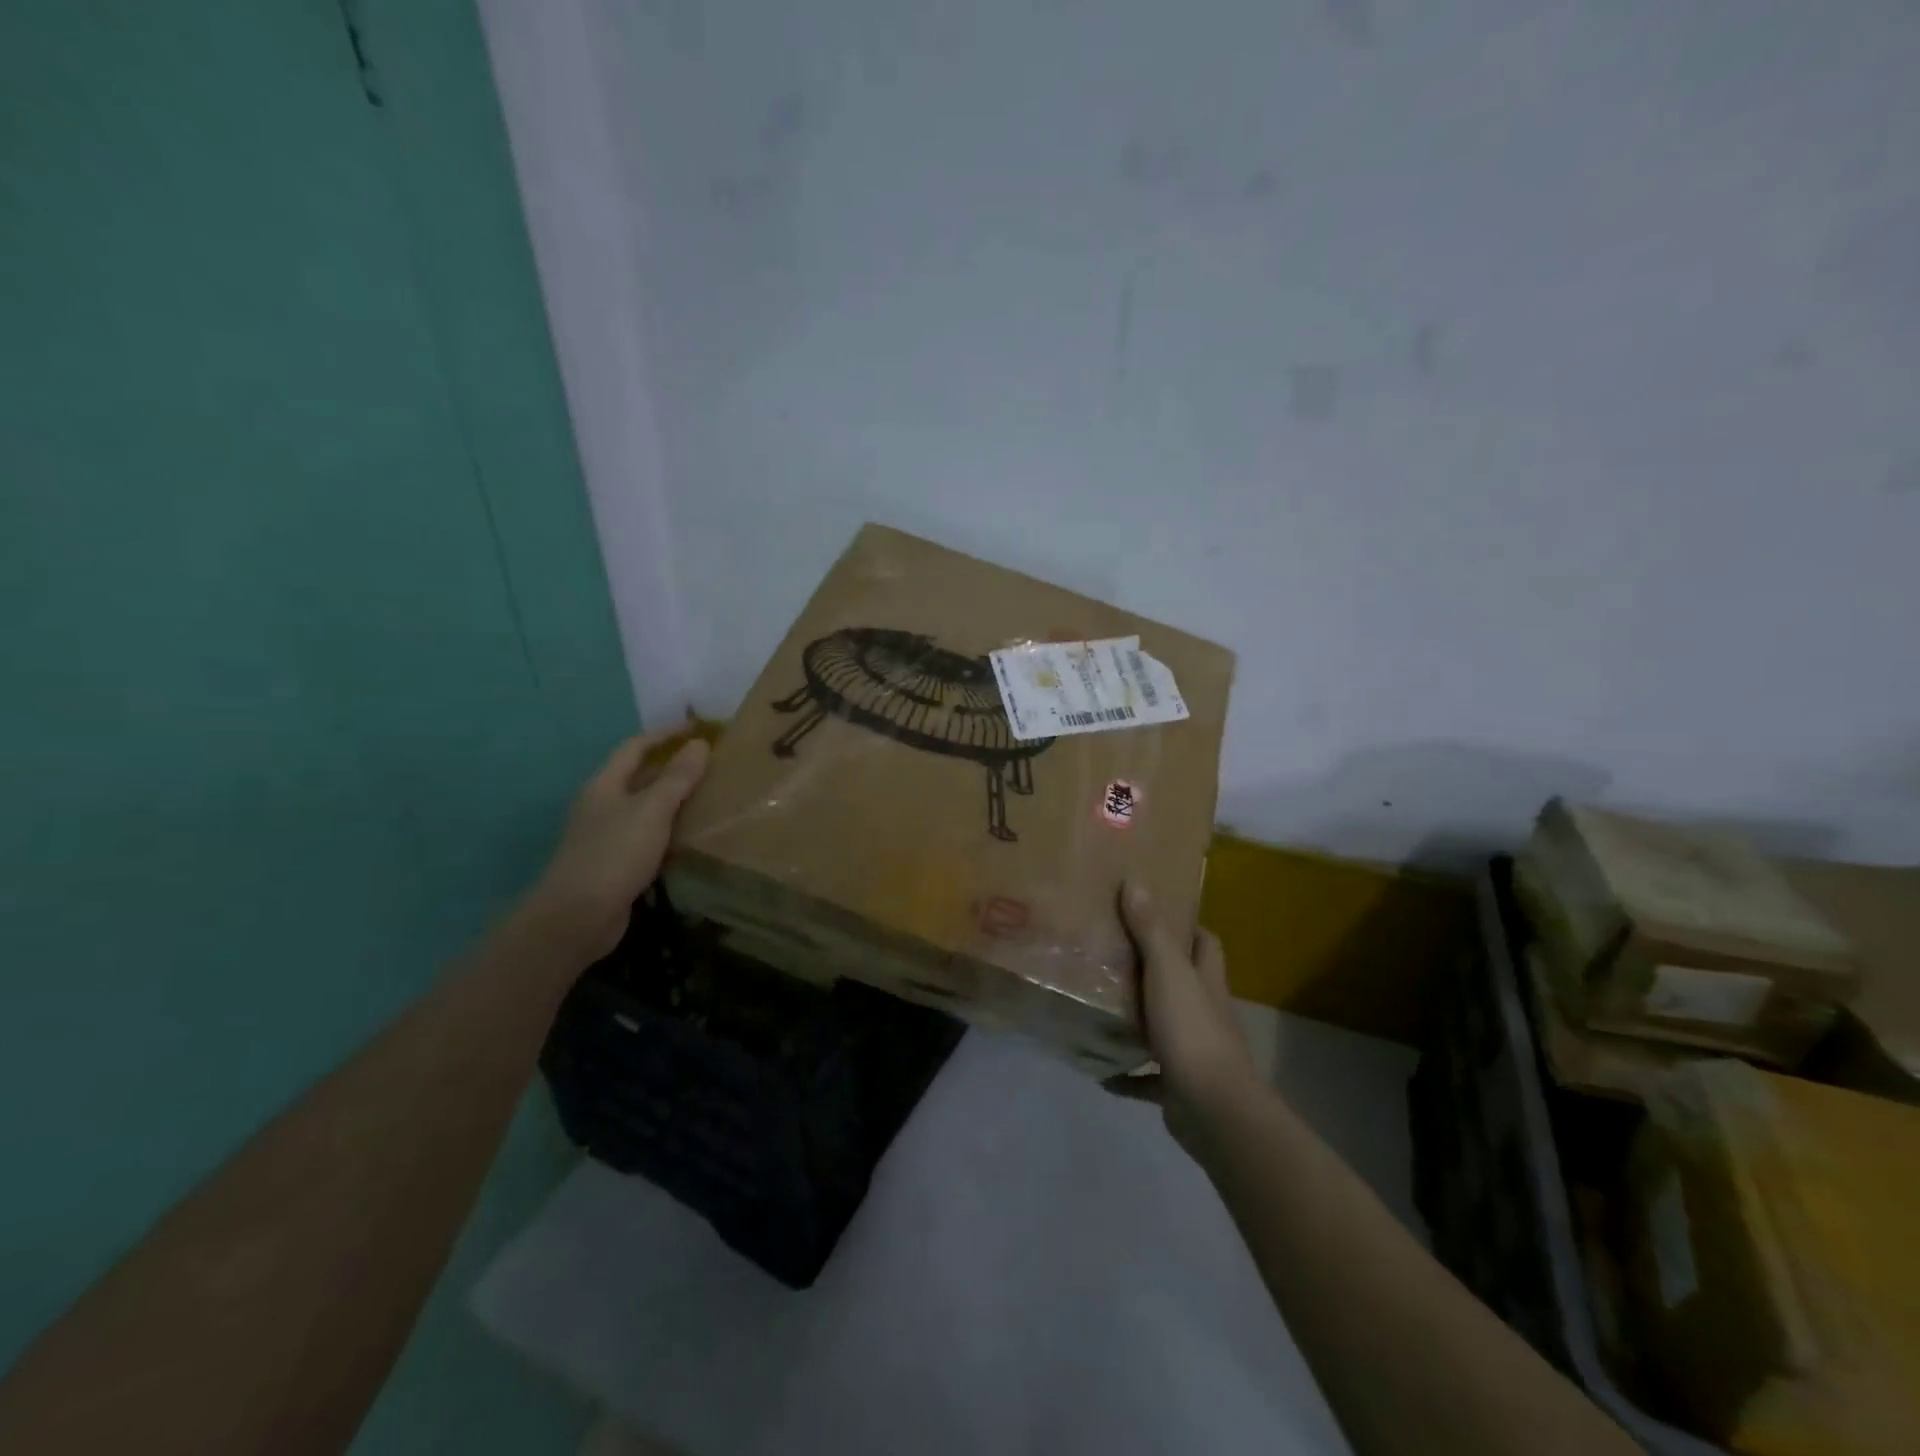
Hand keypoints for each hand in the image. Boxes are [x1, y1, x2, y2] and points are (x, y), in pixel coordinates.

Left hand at [517, 727, 710, 963]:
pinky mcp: (617, 864)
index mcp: (605, 785)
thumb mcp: (651, 811)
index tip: (698, 729)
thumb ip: (677, 778)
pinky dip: (671, 830)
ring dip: (675, 800)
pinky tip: (694, 836)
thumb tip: (699, 744)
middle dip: (673, 766)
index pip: (635, 747)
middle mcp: (603, 806)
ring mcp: (608, 836)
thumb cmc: (614, 854)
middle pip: (639, 776)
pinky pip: (649, 836)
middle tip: (712, 763)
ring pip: (646, 808)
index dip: (665, 735)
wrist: (577, 918)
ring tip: (711, 796)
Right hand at [1114, 879, 1263, 1146]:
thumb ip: (1151, 930)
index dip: (1189, 928)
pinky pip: (1148, 1078)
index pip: (1207, 945)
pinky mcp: (1178, 1086)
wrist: (1212, 1109)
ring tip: (1101, 1007)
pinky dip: (1127, 1075)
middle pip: (1185, 983)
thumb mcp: (1167, 972)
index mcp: (1206, 983)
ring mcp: (1194, 1051)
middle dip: (1156, 971)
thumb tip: (1136, 881)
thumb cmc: (1192, 1030)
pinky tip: (1101, 1071)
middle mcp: (1205, 1013)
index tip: (1157, 913)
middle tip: (1114, 954)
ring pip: (1164, 1028)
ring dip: (1138, 1022)